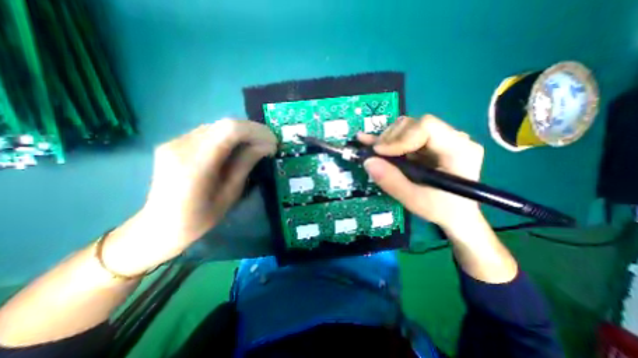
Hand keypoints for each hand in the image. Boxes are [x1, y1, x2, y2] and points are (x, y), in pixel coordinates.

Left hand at [103, 118, 277, 275]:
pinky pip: (209, 133)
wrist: (159, 226)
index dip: (257, 132)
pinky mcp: (175, 142)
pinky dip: (229, 137)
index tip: (274, 143)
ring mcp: (175, 141)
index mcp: (195, 163)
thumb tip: (265, 146)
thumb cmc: (200, 218)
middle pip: (225, 124)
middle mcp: (181, 145)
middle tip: (269, 144)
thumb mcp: (230, 194)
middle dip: (252, 131)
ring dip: (242, 133)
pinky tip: (237, 148)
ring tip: (257, 146)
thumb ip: (245, 164)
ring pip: (218, 126)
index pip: (230, 130)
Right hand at [359, 117, 483, 230]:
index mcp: (458, 150)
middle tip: (375, 154)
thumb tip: (368, 161)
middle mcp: (453, 138)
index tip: (379, 152)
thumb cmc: (441, 209)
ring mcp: (441, 139)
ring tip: (376, 153)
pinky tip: (369, 140)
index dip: (399, 137)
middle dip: (390, 138)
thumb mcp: (413, 199)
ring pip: (408, 128)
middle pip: (415, 125)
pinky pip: (407, 136)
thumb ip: (391, 181)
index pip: (426, 127)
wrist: (456, 214)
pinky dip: (388, 141)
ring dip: (387, 139)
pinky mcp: (430, 144)